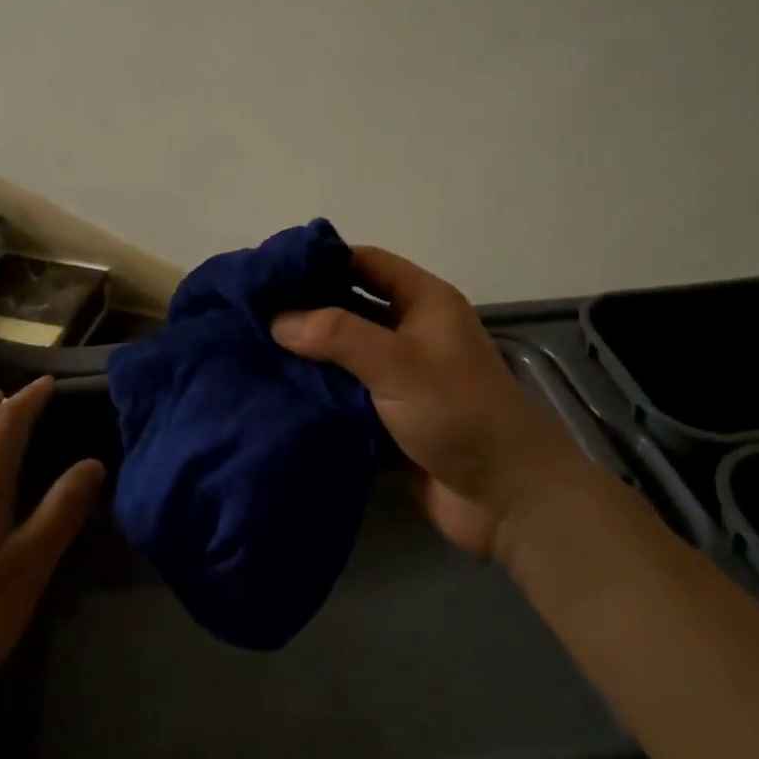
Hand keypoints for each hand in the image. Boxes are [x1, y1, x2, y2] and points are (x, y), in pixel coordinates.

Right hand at [272, 247, 584, 560]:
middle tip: (251, 312)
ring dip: (308, 354)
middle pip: (351, 306)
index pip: (365, 262)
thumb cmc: (458, 412)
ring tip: (253, 350)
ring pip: (345, 353)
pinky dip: (318, 392)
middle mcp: (411, 331)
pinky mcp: (390, 416)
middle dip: (307, 308)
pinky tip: (277, 392)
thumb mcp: (398, 363)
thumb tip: (277, 319)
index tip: (271, 270)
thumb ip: (337, 335)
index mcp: (424, 301)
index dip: (322, 259)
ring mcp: (401, 376)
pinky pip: (346, 394)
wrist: (507, 499)